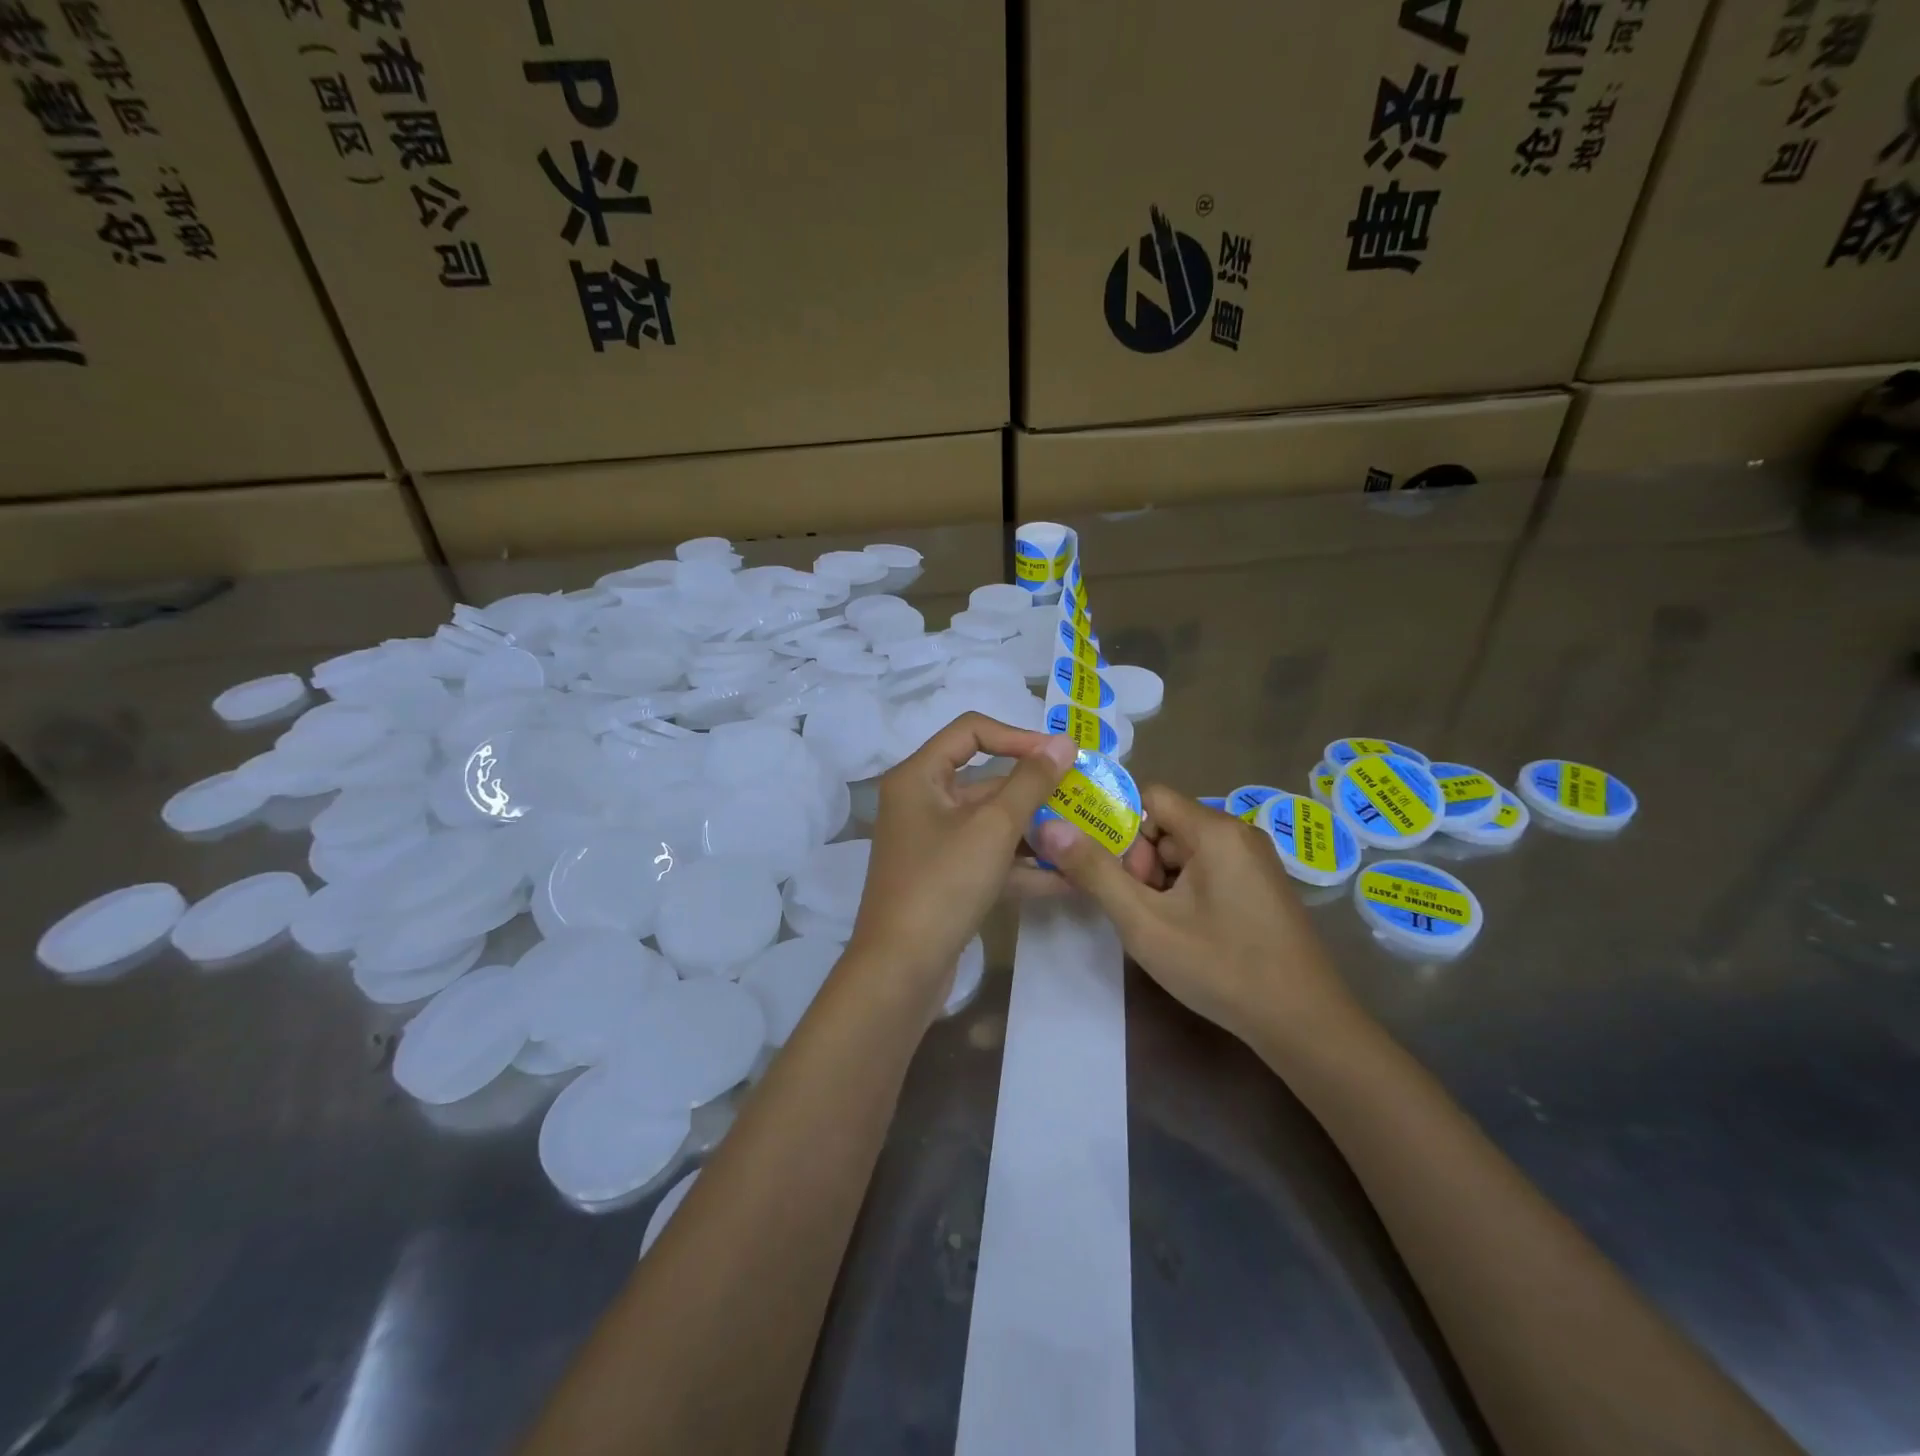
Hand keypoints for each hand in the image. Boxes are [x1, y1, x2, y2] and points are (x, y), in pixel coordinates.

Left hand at [848, 714, 1077, 1000]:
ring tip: (1084, 836)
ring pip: (990, 824)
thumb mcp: (993, 827)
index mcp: (918, 777)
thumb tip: (1063, 742)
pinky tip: (1067, 878)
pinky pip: (987, 859)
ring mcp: (932, 844)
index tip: (1061, 756)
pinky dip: (1021, 865)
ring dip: (1035, 830)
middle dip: (1035, 791)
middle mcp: (921, 803)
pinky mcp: (944, 879)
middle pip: (984, 781)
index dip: (1019, 737)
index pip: (971, 731)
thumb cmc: (943, 884)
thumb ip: (1031, 782)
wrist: (900, 971)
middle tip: (1083, 796)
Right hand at [1034, 786, 1358, 1048]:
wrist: (1305, 1025)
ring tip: (1160, 928)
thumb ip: (1094, 871)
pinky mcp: (1260, 887)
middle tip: (1138, 910)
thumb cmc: (1221, 967)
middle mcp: (1237, 833)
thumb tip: (1049, 826)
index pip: (1148, 797)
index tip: (1106, 870)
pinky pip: (1207, 871)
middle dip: (1140, 864)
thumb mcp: (1145, 922)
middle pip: (1165, 827)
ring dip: (1160, 883)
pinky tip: (1186, 934)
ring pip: (1183, 853)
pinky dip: (1184, 894)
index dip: (1119, 827)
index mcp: (1214, 830)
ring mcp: (1253, 861)